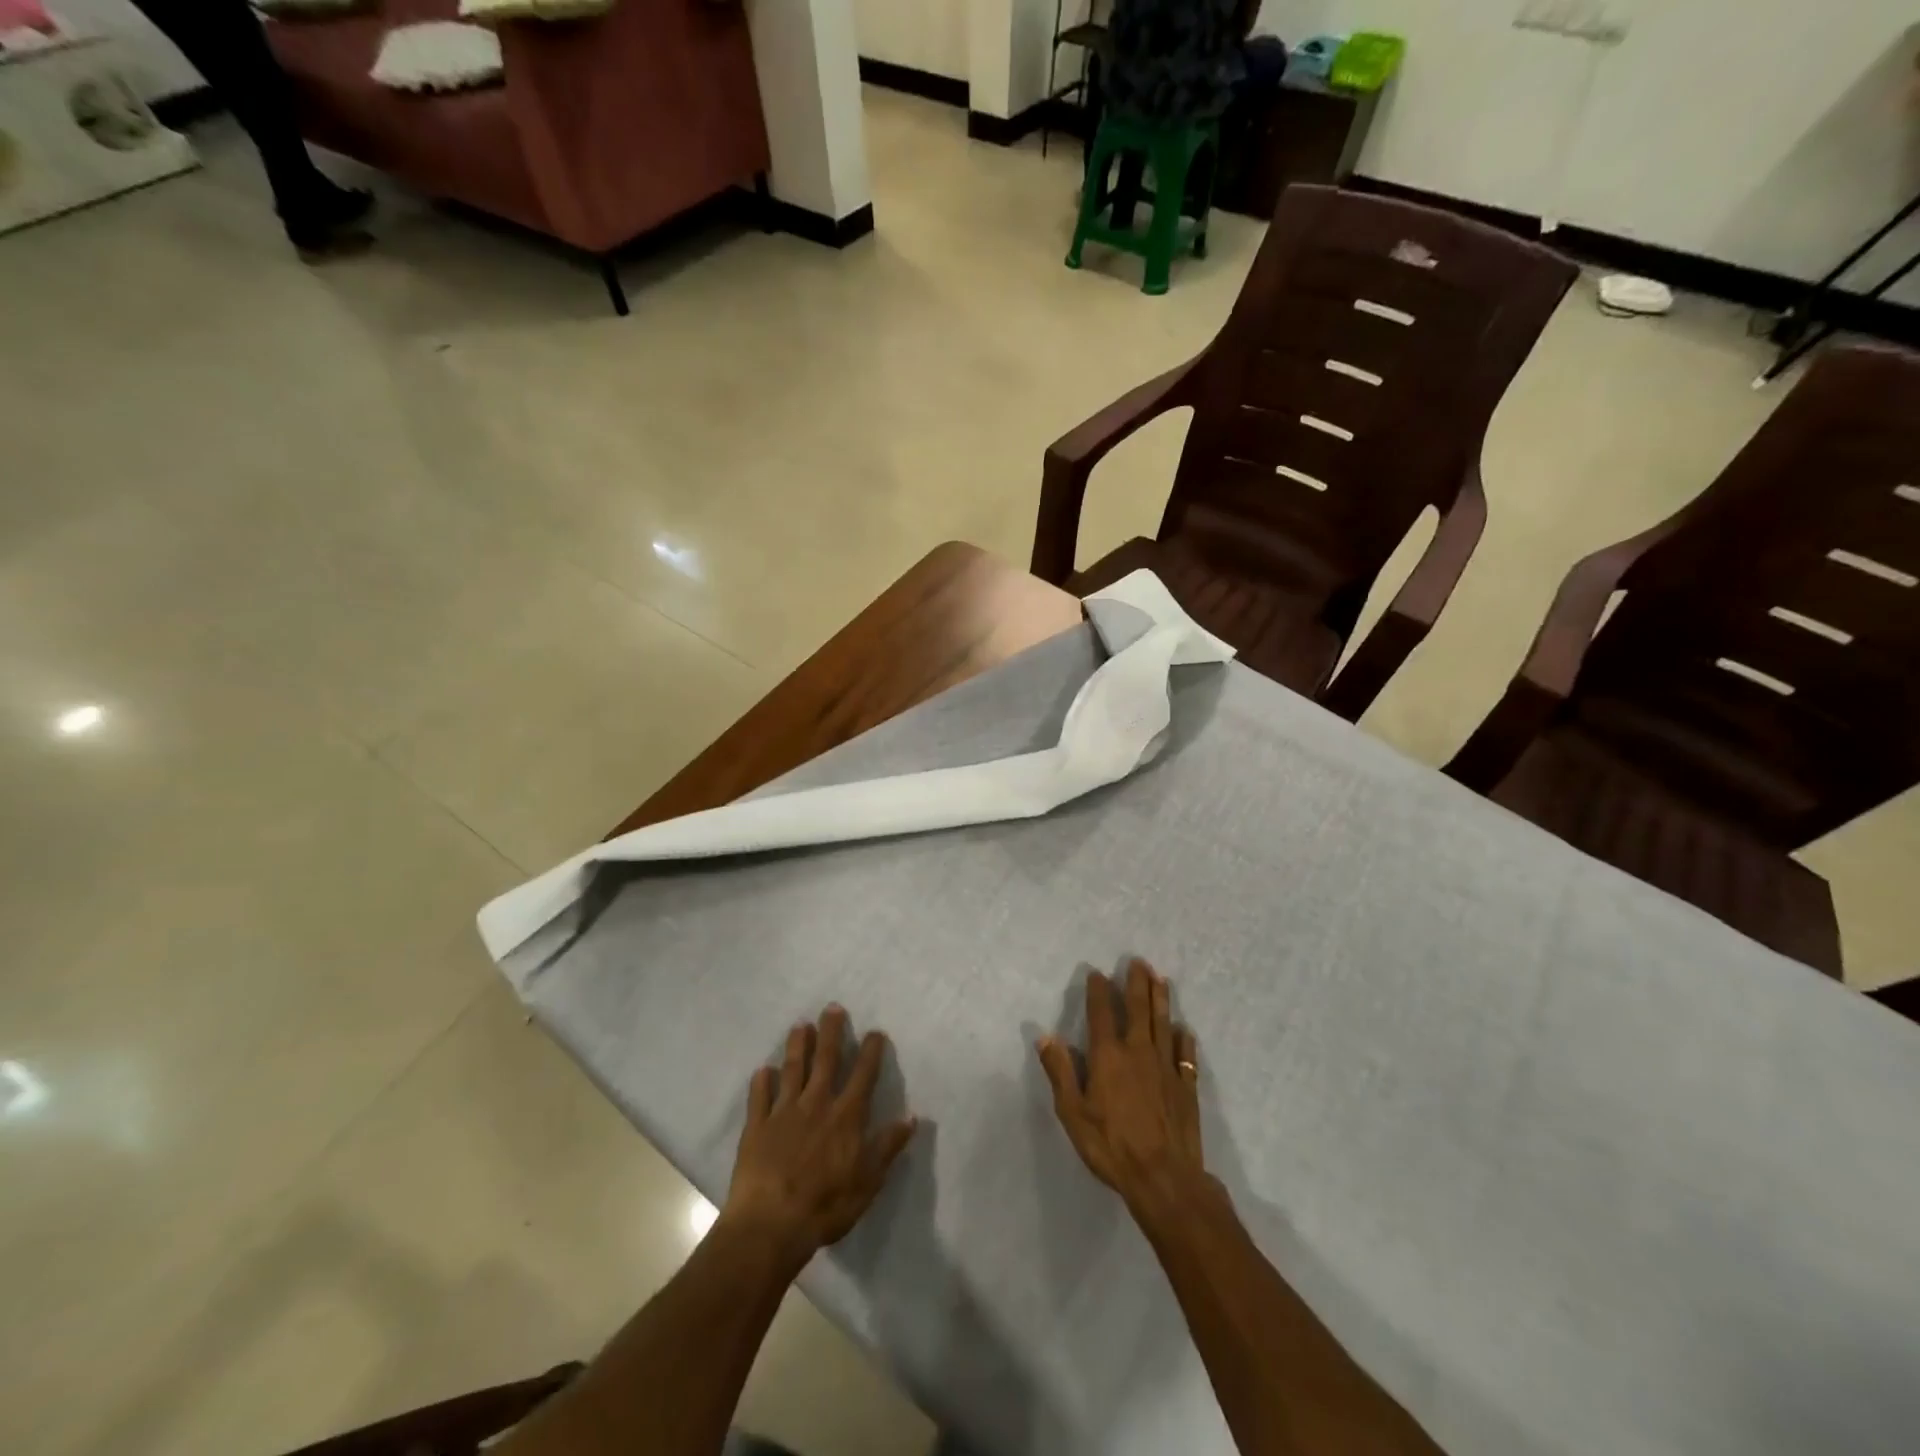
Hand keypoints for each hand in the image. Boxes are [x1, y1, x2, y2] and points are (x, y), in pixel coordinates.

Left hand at [721, 1006, 916, 1264]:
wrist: (771, 1224)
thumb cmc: (826, 1205)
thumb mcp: (868, 1181)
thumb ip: (888, 1146)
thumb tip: (912, 1117)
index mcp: (846, 1116)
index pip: (863, 1075)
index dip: (871, 1051)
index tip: (875, 1031)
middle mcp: (816, 1104)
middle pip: (825, 1060)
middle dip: (831, 1032)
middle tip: (832, 1008)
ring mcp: (784, 1113)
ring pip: (792, 1070)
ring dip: (797, 1046)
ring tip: (800, 1025)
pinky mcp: (757, 1127)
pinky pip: (759, 1098)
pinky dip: (761, 1082)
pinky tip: (763, 1070)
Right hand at [1038, 958, 1205, 1216]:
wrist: (1164, 1178)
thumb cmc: (1111, 1146)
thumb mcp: (1073, 1112)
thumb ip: (1061, 1072)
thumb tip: (1045, 1036)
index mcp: (1109, 1056)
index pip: (1102, 1013)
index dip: (1098, 991)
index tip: (1097, 973)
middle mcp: (1138, 1052)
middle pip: (1138, 1009)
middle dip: (1136, 983)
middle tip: (1138, 962)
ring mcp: (1166, 1068)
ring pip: (1163, 1024)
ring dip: (1161, 1000)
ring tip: (1161, 979)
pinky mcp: (1186, 1087)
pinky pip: (1185, 1056)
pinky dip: (1184, 1039)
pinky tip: (1184, 1029)